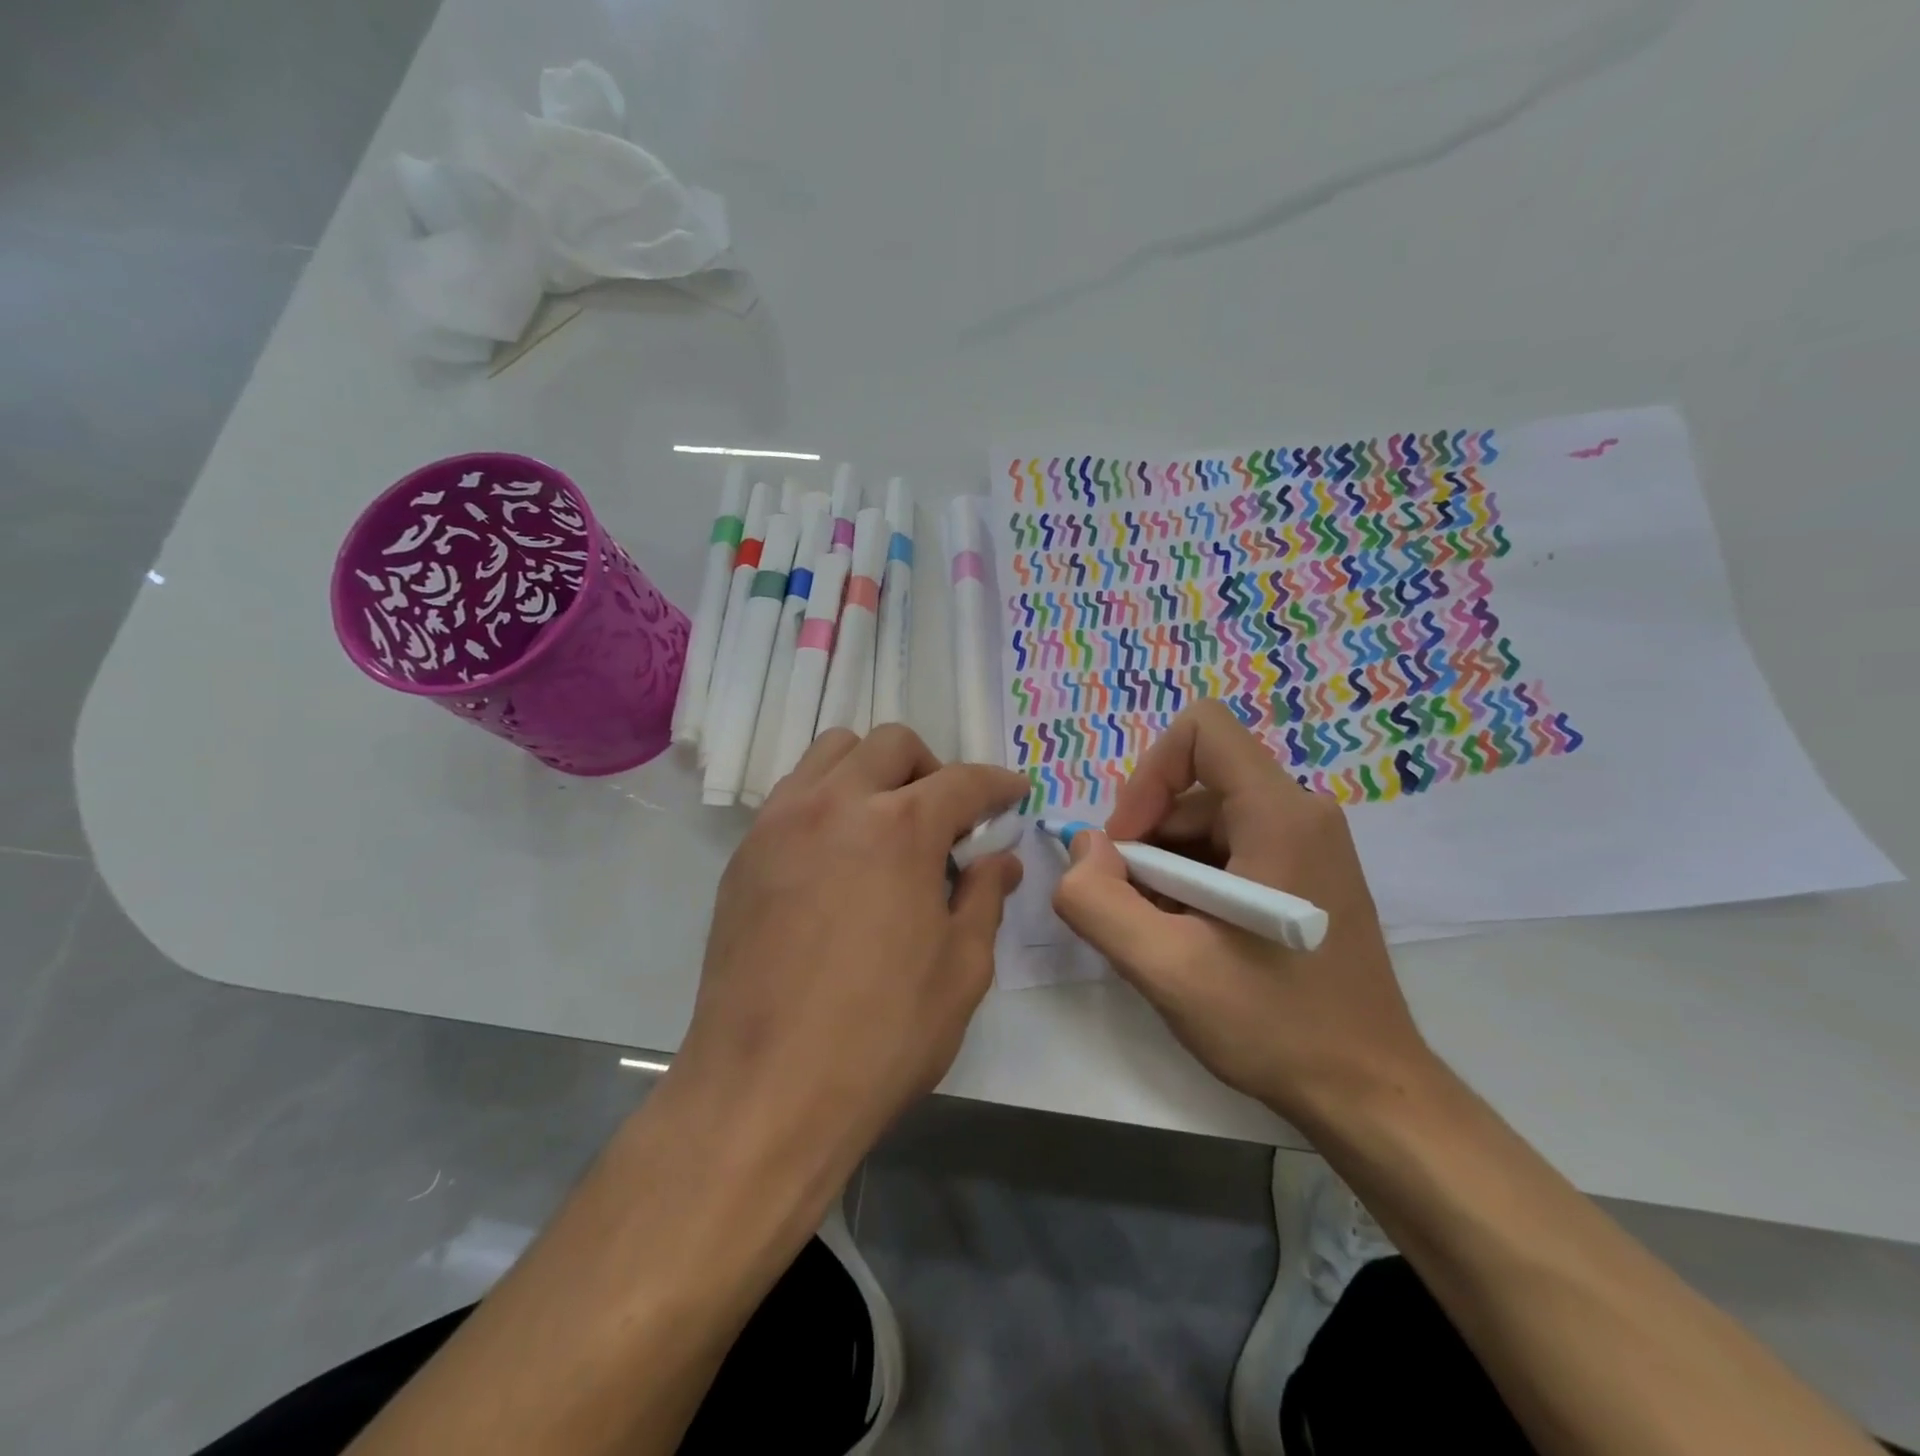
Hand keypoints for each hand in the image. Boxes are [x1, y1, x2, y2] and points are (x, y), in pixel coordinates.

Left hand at [677, 726, 1026, 1172]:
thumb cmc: (881, 1035)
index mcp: (901, 828)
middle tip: (946, 819)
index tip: (1012, 794)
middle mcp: (837, 804)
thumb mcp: (961, 970)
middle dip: (932, 769)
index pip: (963, 781)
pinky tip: (838, 854)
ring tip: (886, 824)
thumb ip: (985, 898)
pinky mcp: (745, 852)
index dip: (997, 785)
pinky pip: (793, 793)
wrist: (764, 1090)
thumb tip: (1000, 860)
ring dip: (872, 771)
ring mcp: (780, 823)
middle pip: (892, 745)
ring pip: (832, 752)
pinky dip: (828, 798)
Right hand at [1051, 700, 1432, 1123]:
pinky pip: (1229, 849)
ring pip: (1206, 822)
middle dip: (1148, 841)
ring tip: (1167, 937)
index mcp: (1279, 814)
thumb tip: (1084, 848)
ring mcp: (1309, 843)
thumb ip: (1097, 901)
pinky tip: (1193, 941)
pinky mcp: (1305, 874)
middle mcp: (1301, 812)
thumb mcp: (1165, 970)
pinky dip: (1193, 884)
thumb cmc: (1275, 1026)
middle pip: (1195, 786)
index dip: (1148, 775)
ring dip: (1166, 870)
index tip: (1128, 847)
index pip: (1201, 729)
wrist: (1369, 1094)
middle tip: (1138, 912)